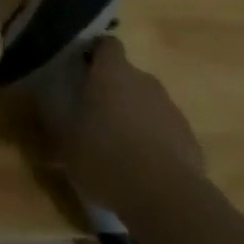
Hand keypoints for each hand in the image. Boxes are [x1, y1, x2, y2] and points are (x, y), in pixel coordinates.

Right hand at [62, 39, 205, 196]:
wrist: (166, 197)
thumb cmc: (106, 157)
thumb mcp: (68, 144)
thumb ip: (61, 125)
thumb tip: (53, 119)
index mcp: (112, 72)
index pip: (107, 45)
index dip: (96, 54)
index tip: (84, 70)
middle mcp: (144, 81)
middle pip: (128, 76)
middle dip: (115, 92)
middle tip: (97, 116)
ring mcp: (171, 109)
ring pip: (149, 104)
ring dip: (137, 118)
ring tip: (122, 148)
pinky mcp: (190, 139)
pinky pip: (167, 132)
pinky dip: (157, 143)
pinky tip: (145, 170)